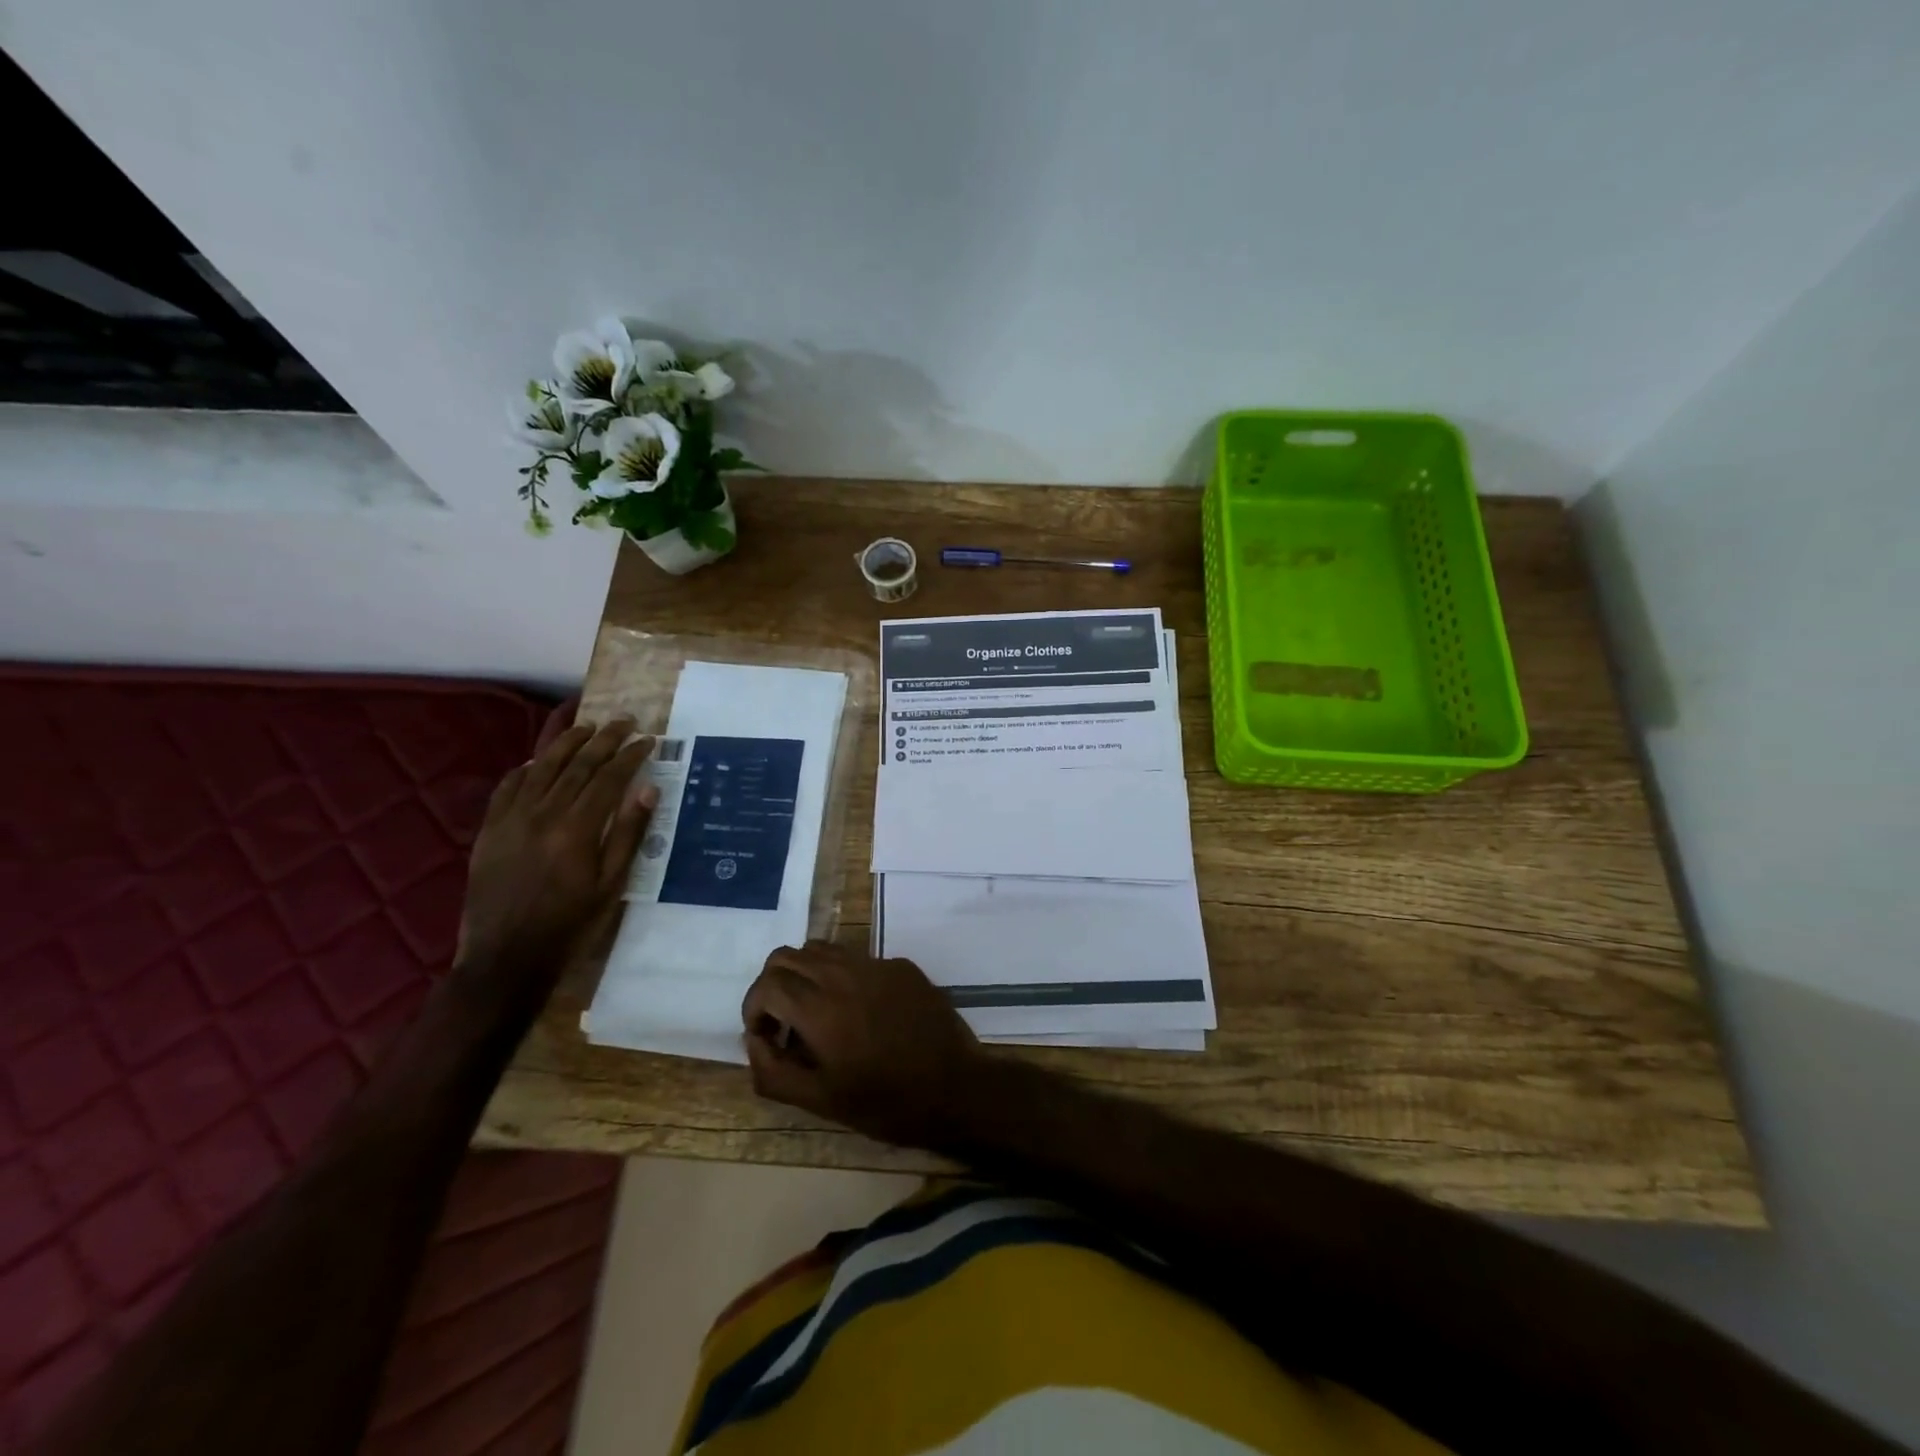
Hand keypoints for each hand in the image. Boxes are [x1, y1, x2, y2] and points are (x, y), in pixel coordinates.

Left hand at [456, 718, 657, 984]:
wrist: (505, 958)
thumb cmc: (569, 924)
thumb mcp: (611, 884)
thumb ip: (629, 834)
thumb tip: (647, 790)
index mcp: (578, 828)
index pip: (610, 778)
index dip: (631, 755)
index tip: (648, 740)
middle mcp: (543, 813)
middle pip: (578, 764)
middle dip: (605, 739)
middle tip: (625, 721)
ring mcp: (511, 819)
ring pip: (542, 767)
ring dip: (567, 743)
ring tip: (586, 726)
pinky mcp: (490, 830)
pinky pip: (507, 787)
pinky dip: (525, 769)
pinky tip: (536, 761)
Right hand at [741, 942, 983, 1146]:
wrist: (956, 1087)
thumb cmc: (886, 1101)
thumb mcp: (821, 1101)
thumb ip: (774, 1071)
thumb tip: (754, 1039)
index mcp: (820, 1007)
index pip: (768, 982)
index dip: (754, 1007)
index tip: (765, 1035)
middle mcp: (844, 973)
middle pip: (788, 955)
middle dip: (774, 985)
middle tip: (784, 1022)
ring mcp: (876, 964)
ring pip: (822, 948)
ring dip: (806, 974)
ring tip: (816, 1013)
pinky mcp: (901, 965)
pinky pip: (858, 958)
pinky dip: (842, 977)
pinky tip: (860, 1012)